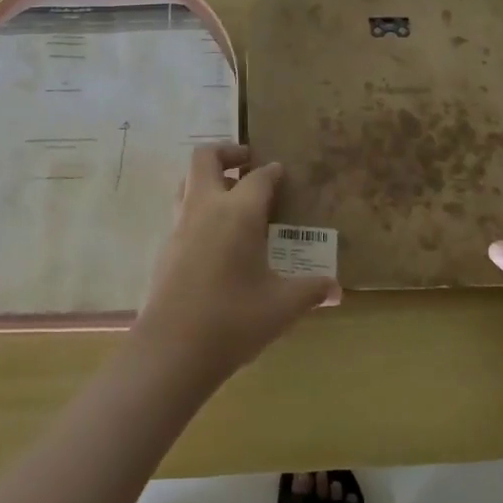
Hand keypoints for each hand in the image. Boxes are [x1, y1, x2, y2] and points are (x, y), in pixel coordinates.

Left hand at [134, 144, 339, 384]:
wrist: (172, 350)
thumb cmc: (233, 320)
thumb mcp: (281, 307)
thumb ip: (310, 291)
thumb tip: (336, 289)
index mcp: (237, 212)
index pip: (258, 177)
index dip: (273, 172)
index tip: (282, 173)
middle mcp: (205, 208)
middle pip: (205, 158)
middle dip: (227, 152)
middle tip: (248, 163)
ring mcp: (179, 226)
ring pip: (187, 182)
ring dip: (208, 179)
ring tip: (231, 196)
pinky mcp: (165, 247)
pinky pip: (182, 211)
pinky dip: (198, 208)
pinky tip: (216, 237)